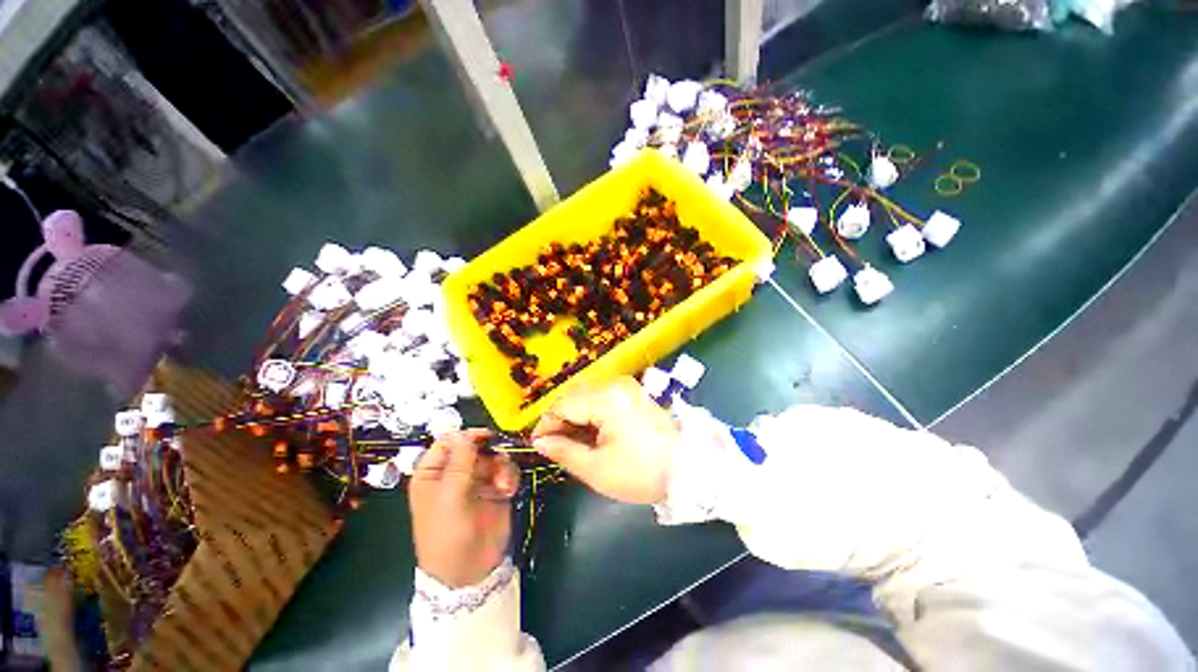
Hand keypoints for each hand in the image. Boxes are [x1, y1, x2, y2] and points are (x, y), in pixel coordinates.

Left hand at [409, 429, 518, 587]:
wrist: (470, 571)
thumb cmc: (448, 535)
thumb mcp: (450, 499)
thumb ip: (459, 464)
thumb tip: (465, 434)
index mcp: (433, 473)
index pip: (447, 442)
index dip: (465, 436)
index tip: (485, 436)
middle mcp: (455, 472)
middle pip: (475, 446)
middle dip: (490, 453)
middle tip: (499, 462)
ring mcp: (477, 480)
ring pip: (494, 456)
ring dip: (502, 467)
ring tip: (504, 485)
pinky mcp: (495, 488)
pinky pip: (506, 470)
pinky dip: (509, 477)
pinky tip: (508, 491)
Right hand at [531, 376, 679, 503]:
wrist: (690, 467)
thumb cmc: (641, 472)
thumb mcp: (597, 469)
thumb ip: (564, 452)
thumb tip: (540, 443)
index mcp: (605, 399)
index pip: (562, 404)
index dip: (546, 425)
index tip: (538, 445)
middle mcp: (614, 384)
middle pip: (573, 396)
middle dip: (561, 421)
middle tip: (557, 447)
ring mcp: (626, 386)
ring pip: (586, 396)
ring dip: (575, 417)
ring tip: (574, 444)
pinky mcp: (633, 392)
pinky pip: (601, 398)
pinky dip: (591, 414)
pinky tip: (592, 434)